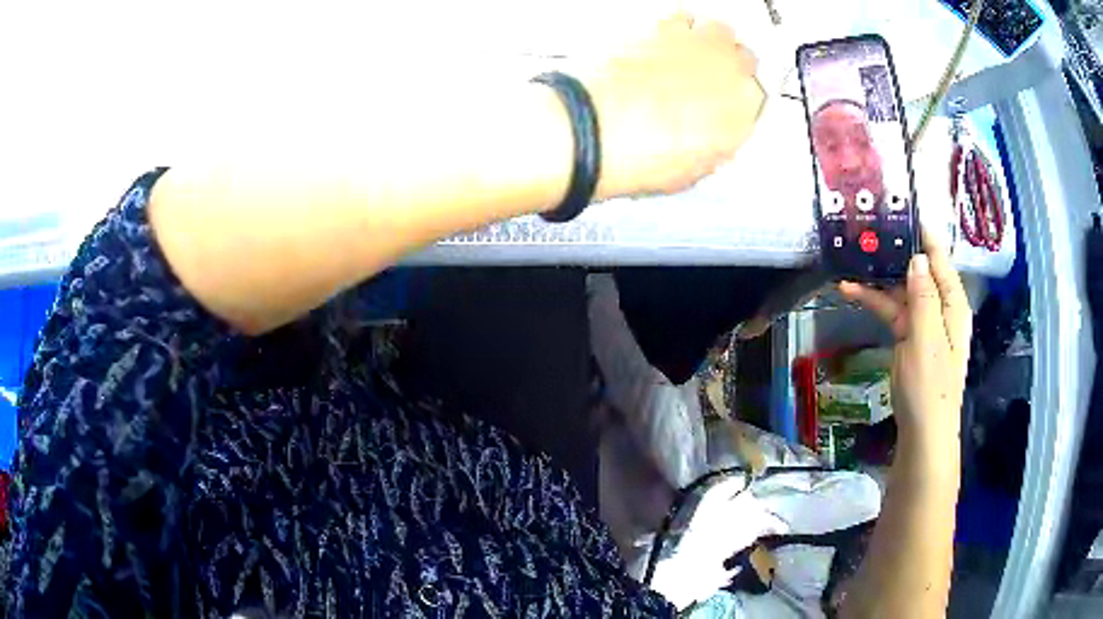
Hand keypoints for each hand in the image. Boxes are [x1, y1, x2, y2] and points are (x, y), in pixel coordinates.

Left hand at [587, 14, 764, 199]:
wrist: (593, 130)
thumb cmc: (638, 157)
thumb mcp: (689, 170)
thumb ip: (713, 144)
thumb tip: (712, 137)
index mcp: (741, 115)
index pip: (758, 96)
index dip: (739, 97)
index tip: (726, 100)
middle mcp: (729, 74)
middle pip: (745, 57)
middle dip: (729, 66)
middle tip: (707, 75)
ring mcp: (698, 47)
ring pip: (720, 31)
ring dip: (708, 41)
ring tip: (687, 54)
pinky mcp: (663, 29)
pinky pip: (682, 17)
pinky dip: (677, 26)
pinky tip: (661, 40)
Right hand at [839, 233, 970, 447]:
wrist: (923, 433)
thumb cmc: (930, 386)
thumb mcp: (927, 339)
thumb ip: (923, 297)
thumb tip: (917, 258)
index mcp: (952, 305)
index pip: (939, 260)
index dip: (924, 236)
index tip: (903, 210)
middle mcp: (941, 309)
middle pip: (919, 272)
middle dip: (896, 253)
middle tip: (868, 231)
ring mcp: (924, 325)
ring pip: (902, 291)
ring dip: (879, 278)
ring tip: (852, 259)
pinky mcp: (909, 340)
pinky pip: (893, 312)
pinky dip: (875, 302)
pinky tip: (851, 292)